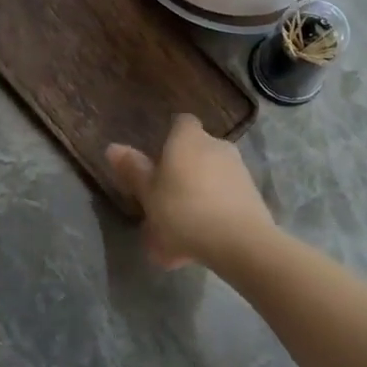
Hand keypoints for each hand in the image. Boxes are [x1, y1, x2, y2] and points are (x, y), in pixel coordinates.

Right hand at [106, 115, 279, 270]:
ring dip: (196, 197)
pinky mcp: (253, 195)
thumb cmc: (183, 211)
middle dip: (182, 172)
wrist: (240, 242)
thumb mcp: (148, 194)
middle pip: (196, 152)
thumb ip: (133, 170)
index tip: (157, 160)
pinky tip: (199, 244)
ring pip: (210, 179)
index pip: (181, 122)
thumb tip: (113, 147)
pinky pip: (225, 199)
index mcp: (188, 138)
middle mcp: (217, 145)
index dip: (169, 137)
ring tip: (178, 232)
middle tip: (163, 201)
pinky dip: (213, 214)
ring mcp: (238, 170)